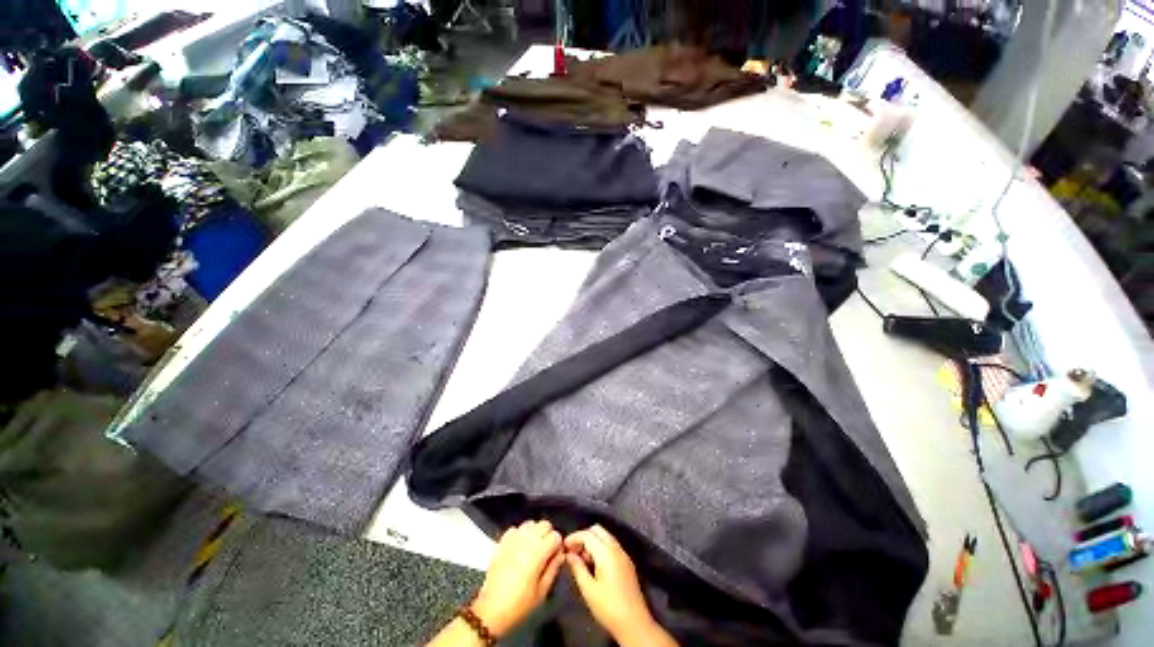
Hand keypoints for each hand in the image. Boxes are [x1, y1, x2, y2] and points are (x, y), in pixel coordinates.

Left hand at [471, 520, 563, 636]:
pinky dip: (519, 534)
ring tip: (533, 547)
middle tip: (546, 551)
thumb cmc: (519, 604)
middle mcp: (526, 540)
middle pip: (544, 524)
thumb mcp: (541, 592)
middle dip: (548, 535)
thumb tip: (560, 555)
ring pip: (530, 524)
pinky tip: (519, 547)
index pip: (555, 536)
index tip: (555, 556)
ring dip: (534, 532)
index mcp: (538, 553)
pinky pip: (514, 529)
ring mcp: (512, 539)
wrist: (491, 610)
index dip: (558, 545)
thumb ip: (553, 569)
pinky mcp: (501, 542)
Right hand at [565, 525, 673, 645]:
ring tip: (581, 560)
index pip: (588, 534)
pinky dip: (600, 548)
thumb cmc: (608, 608)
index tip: (563, 547)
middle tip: (573, 552)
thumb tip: (569, 554)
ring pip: (605, 537)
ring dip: (592, 542)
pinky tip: (593, 565)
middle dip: (583, 537)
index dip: (574, 537)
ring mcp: (623, 554)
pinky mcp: (627, 562)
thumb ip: (577, 568)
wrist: (634, 623)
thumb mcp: (588, 589)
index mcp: (607, 553)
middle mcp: (616, 548)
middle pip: (597, 530)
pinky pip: (611, 546)